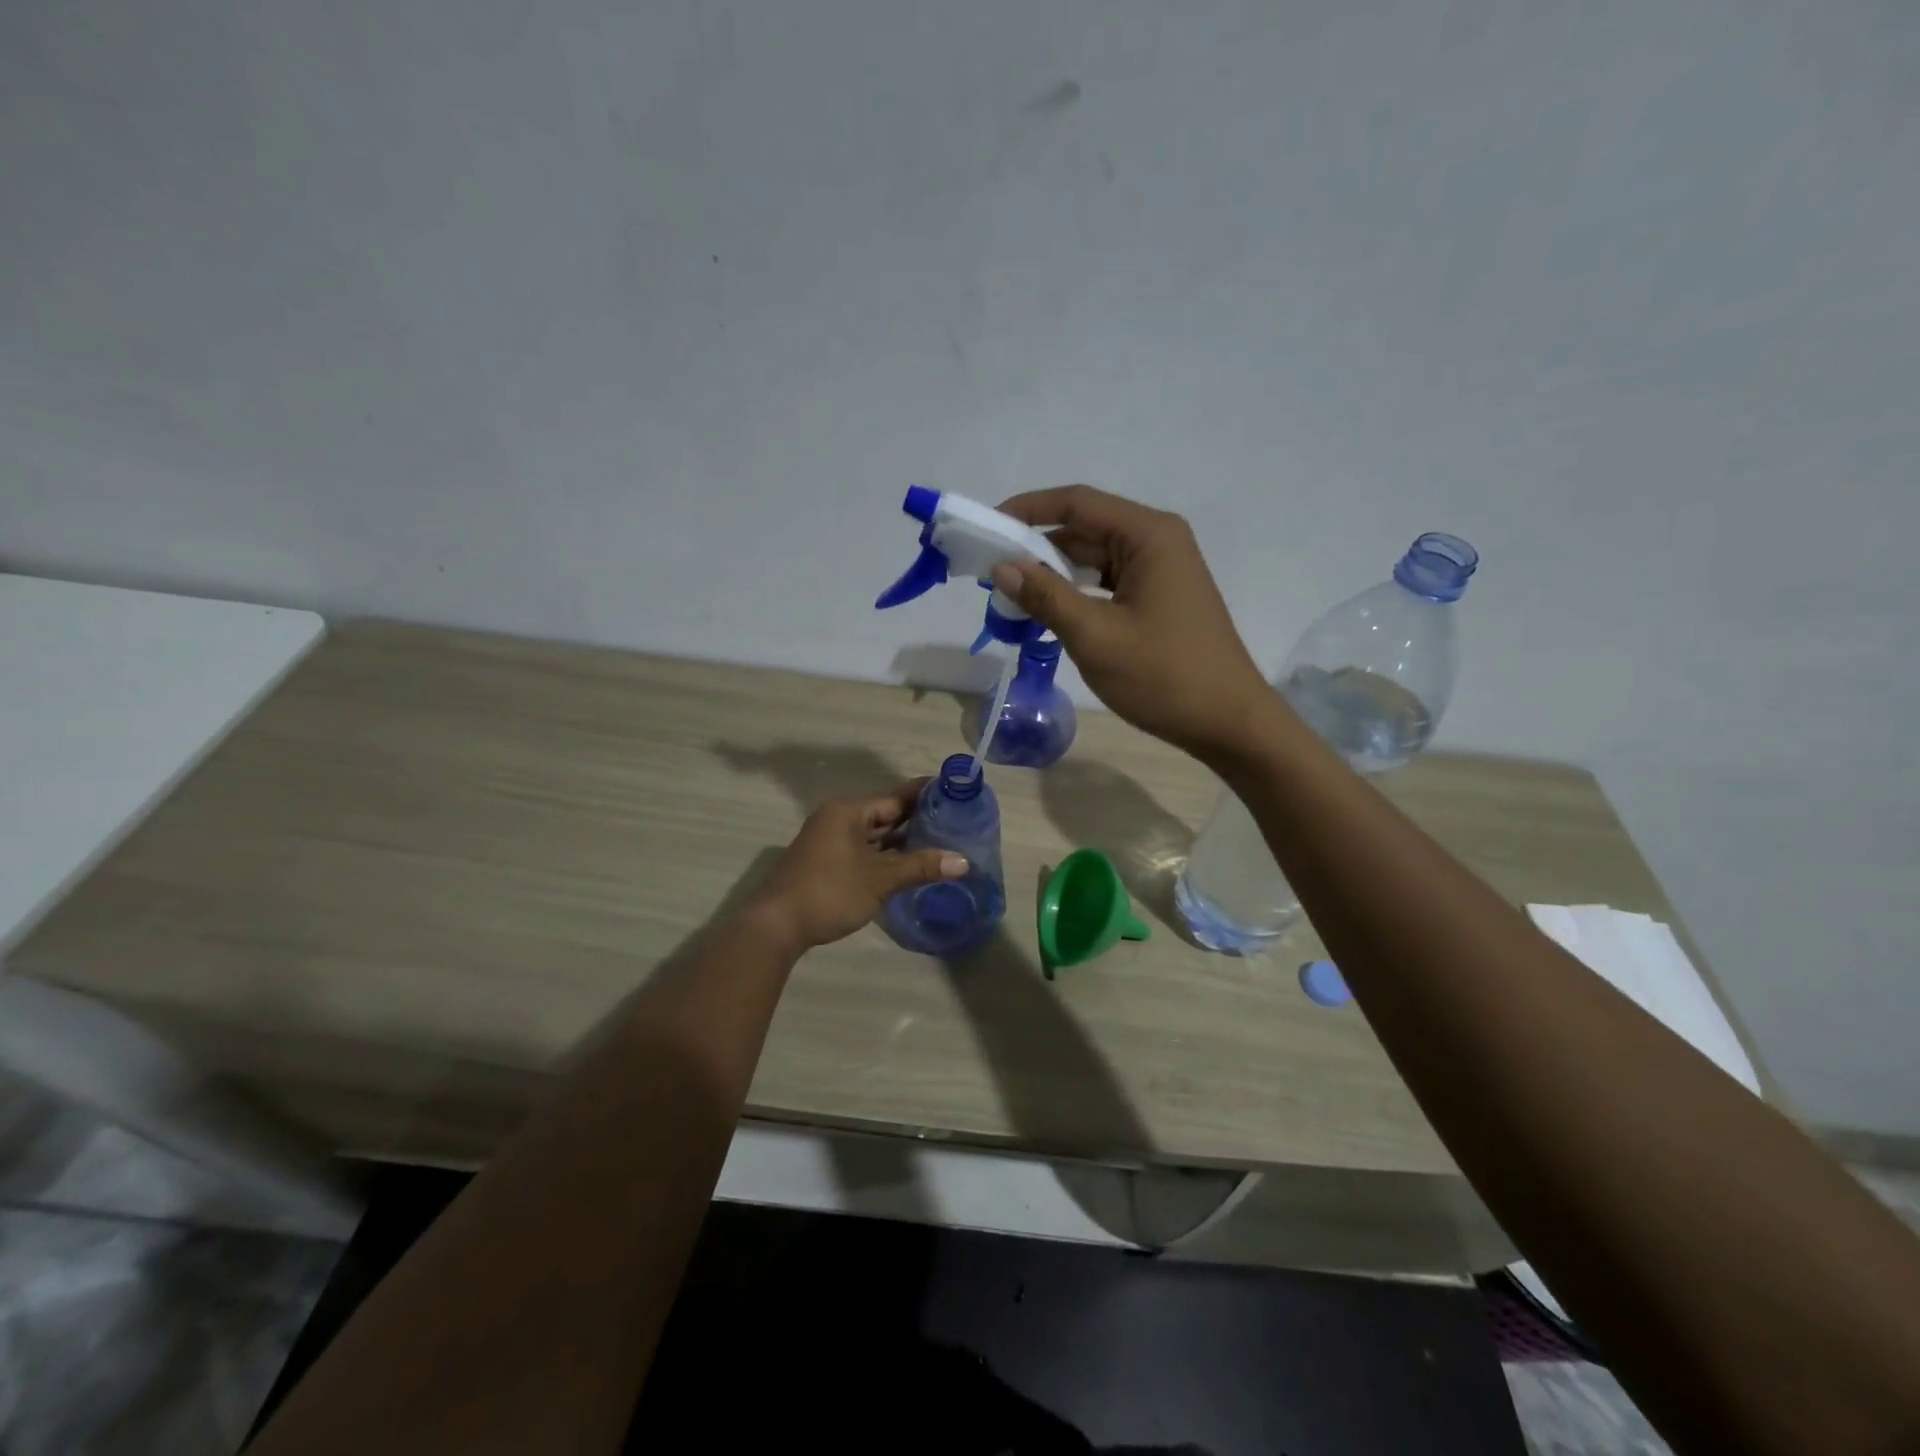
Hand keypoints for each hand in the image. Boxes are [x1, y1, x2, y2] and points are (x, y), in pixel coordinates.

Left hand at [747, 781, 967, 951]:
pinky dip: (886, 856)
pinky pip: (865, 852)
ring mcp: (831, 842)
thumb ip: (921, 866)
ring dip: (903, 841)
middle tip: (956, 820)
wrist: (777, 925)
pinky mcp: (828, 864)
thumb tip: (963, 862)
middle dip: (917, 819)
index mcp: (848, 811)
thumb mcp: (880, 879)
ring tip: (941, 841)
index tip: (955, 791)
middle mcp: (839, 820)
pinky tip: (910, 865)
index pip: (895, 797)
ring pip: (875, 836)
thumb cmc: (830, 891)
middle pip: (885, 815)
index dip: (925, 794)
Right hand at [991, 484, 1273, 765]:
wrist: (1228, 723)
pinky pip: (1106, 584)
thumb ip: (1045, 596)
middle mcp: (1157, 541)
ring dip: (1052, 575)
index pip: (1077, 503)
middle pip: (1084, 528)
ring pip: (1093, 559)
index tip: (986, 528)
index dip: (1027, 510)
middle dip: (1035, 547)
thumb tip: (1001, 567)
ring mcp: (1160, 571)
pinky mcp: (1158, 598)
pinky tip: (1046, 613)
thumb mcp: (1096, 636)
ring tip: (1009, 595)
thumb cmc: (1164, 676)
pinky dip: (1075, 594)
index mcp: (1148, 535)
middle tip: (989, 571)